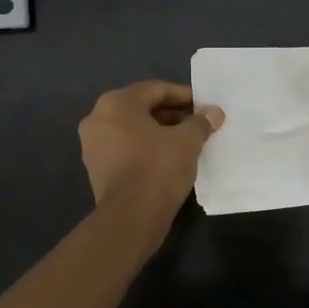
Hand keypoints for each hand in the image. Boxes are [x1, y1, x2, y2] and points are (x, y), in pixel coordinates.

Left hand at [79, 81, 222, 214]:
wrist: (130, 217)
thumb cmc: (158, 168)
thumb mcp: (187, 141)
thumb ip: (200, 122)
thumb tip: (214, 112)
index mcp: (116, 103)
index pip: (156, 89)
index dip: (184, 96)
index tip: (205, 107)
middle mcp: (98, 118)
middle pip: (143, 108)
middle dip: (173, 114)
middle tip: (198, 123)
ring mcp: (93, 145)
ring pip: (134, 129)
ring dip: (161, 132)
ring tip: (188, 141)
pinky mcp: (97, 168)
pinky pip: (126, 147)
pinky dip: (147, 148)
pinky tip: (169, 158)